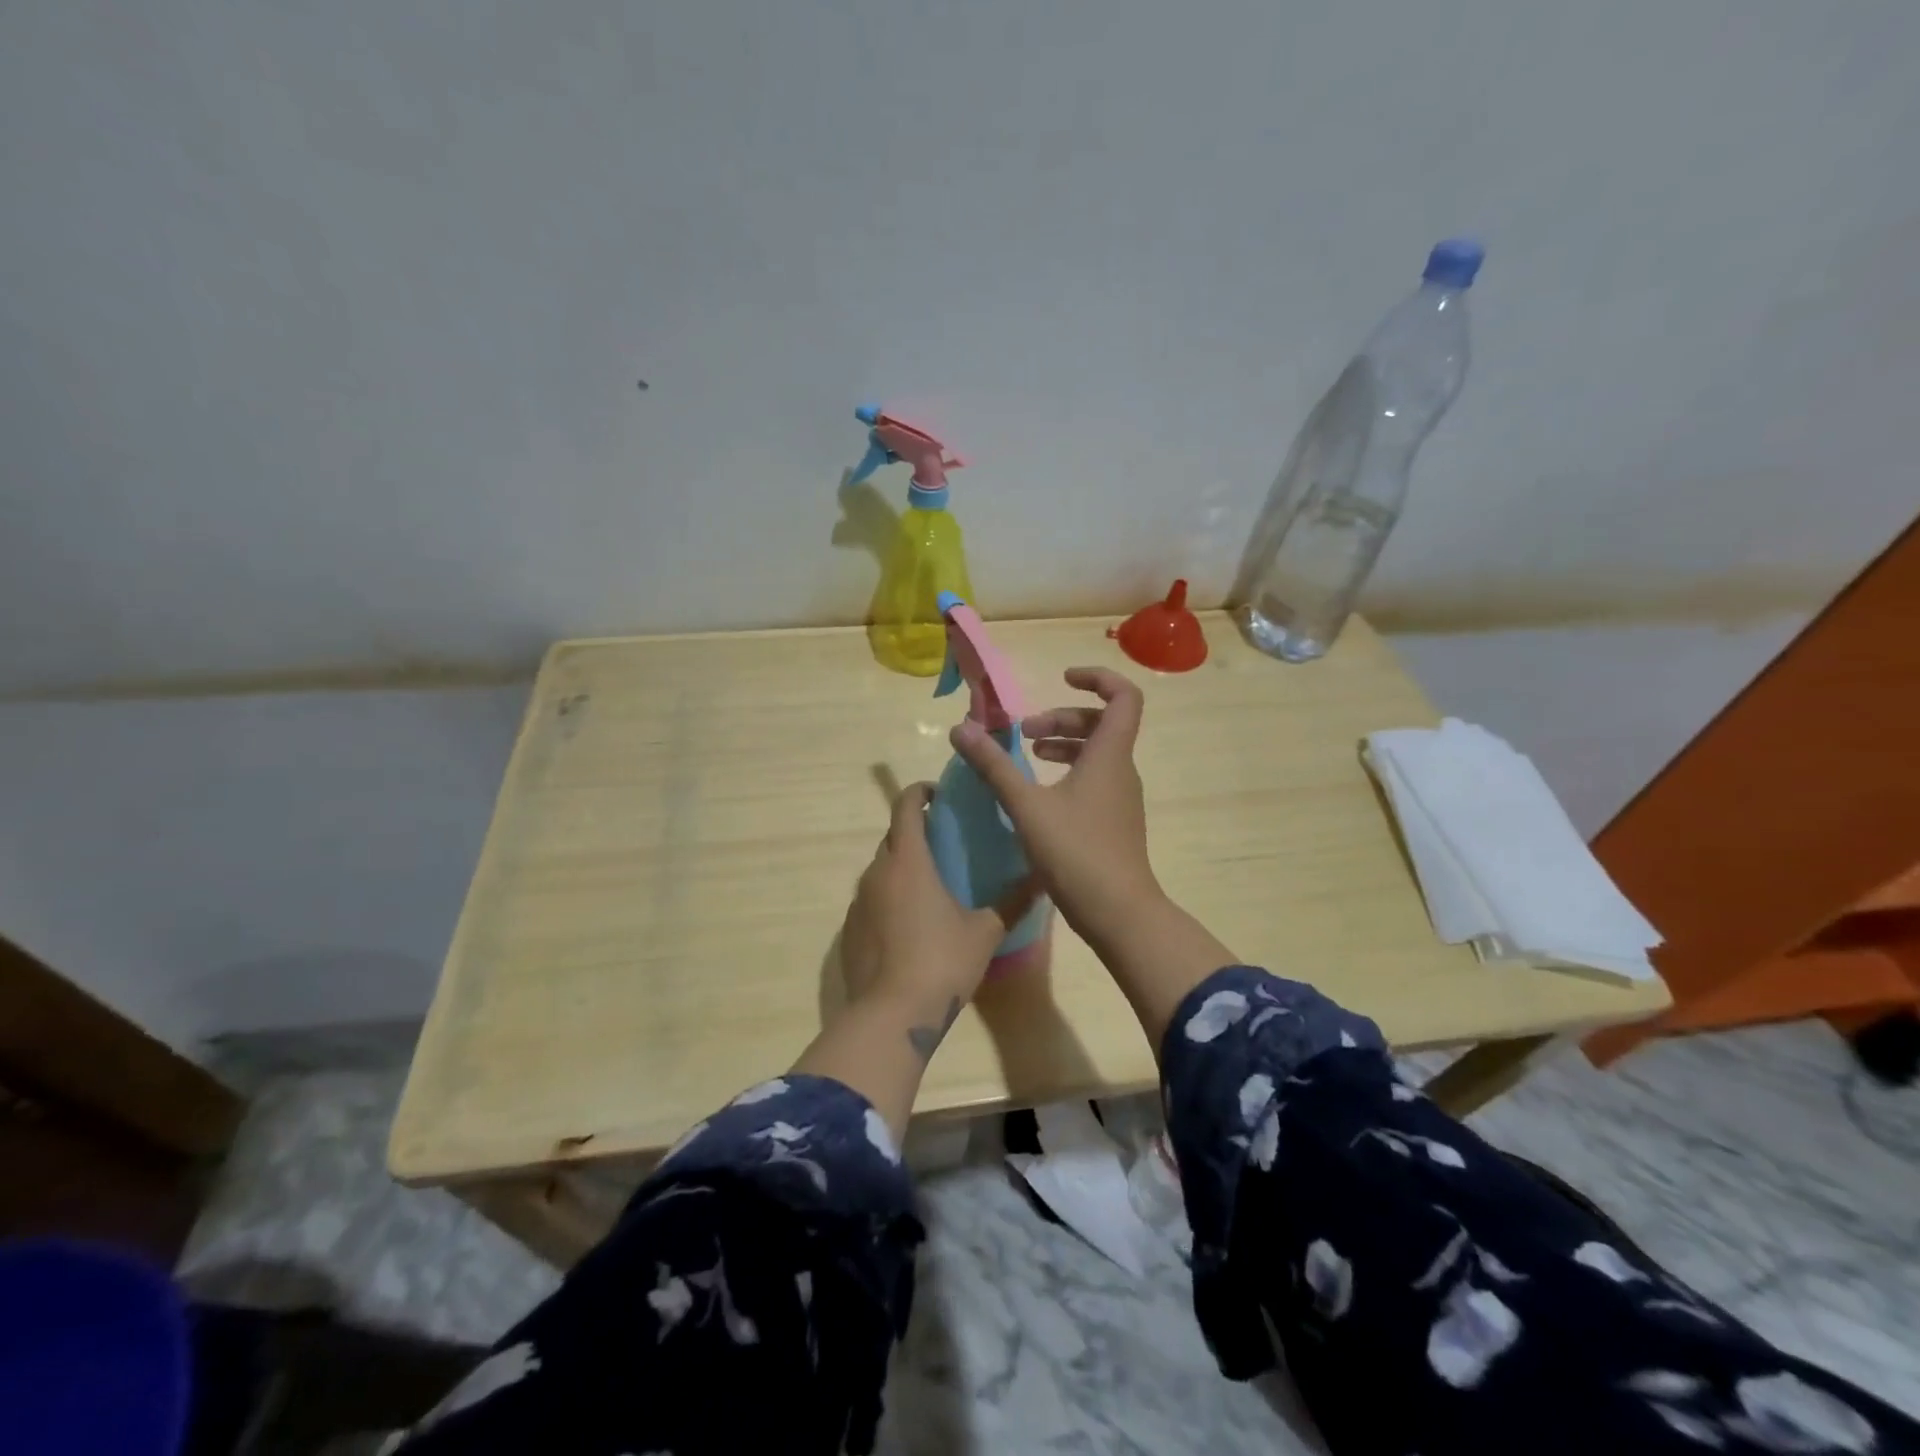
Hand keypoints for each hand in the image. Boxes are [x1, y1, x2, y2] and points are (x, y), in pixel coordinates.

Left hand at [840, 782, 1033, 1041]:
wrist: (891, 1016)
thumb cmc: (942, 962)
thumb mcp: (985, 932)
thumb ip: (1012, 902)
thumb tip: (1042, 878)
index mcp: (908, 860)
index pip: (905, 806)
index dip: (920, 793)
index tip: (939, 796)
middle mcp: (877, 872)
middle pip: (892, 836)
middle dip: (914, 831)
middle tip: (944, 844)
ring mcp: (858, 902)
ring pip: (880, 869)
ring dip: (901, 867)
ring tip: (931, 886)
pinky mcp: (849, 930)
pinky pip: (871, 899)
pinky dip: (889, 898)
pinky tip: (910, 925)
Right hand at [950, 666, 1235, 1055]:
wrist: (1119, 914)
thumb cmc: (1076, 853)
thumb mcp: (1027, 806)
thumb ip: (994, 765)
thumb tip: (961, 728)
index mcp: (1109, 755)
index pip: (1123, 696)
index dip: (1096, 679)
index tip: (1062, 679)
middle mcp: (1121, 770)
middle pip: (1102, 724)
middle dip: (1062, 718)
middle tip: (1024, 733)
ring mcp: (1121, 798)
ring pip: (1097, 754)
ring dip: (1063, 746)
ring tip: (1028, 756)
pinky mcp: (1114, 822)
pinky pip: (1094, 780)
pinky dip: (1068, 773)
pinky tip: (1040, 796)